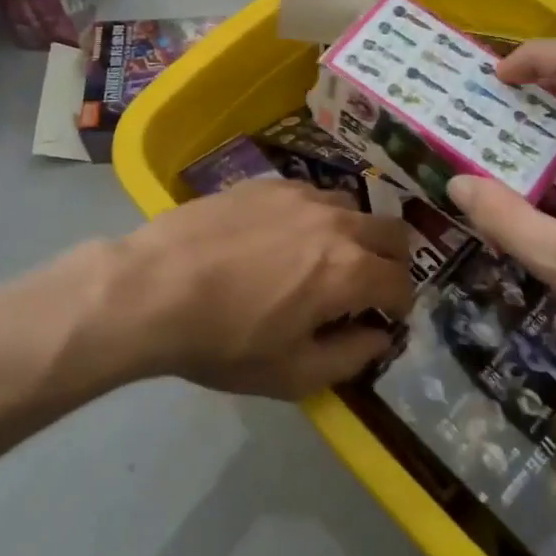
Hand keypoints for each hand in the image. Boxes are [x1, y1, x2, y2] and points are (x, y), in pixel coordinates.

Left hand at [115, 179, 415, 398]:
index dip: (400, 306)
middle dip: (392, 260)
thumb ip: (350, 357)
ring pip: (350, 206)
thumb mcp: (291, 374)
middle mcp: (335, 221)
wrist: (154, 286)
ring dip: (353, 233)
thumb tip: (379, 337)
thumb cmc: (223, 341)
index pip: (401, 282)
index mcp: (349, 270)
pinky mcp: (266, 182)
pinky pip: (309, 194)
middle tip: (369, 285)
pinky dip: (314, 216)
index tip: (384, 319)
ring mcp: (300, 194)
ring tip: (322, 257)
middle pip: (391, 231)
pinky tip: (281, 237)